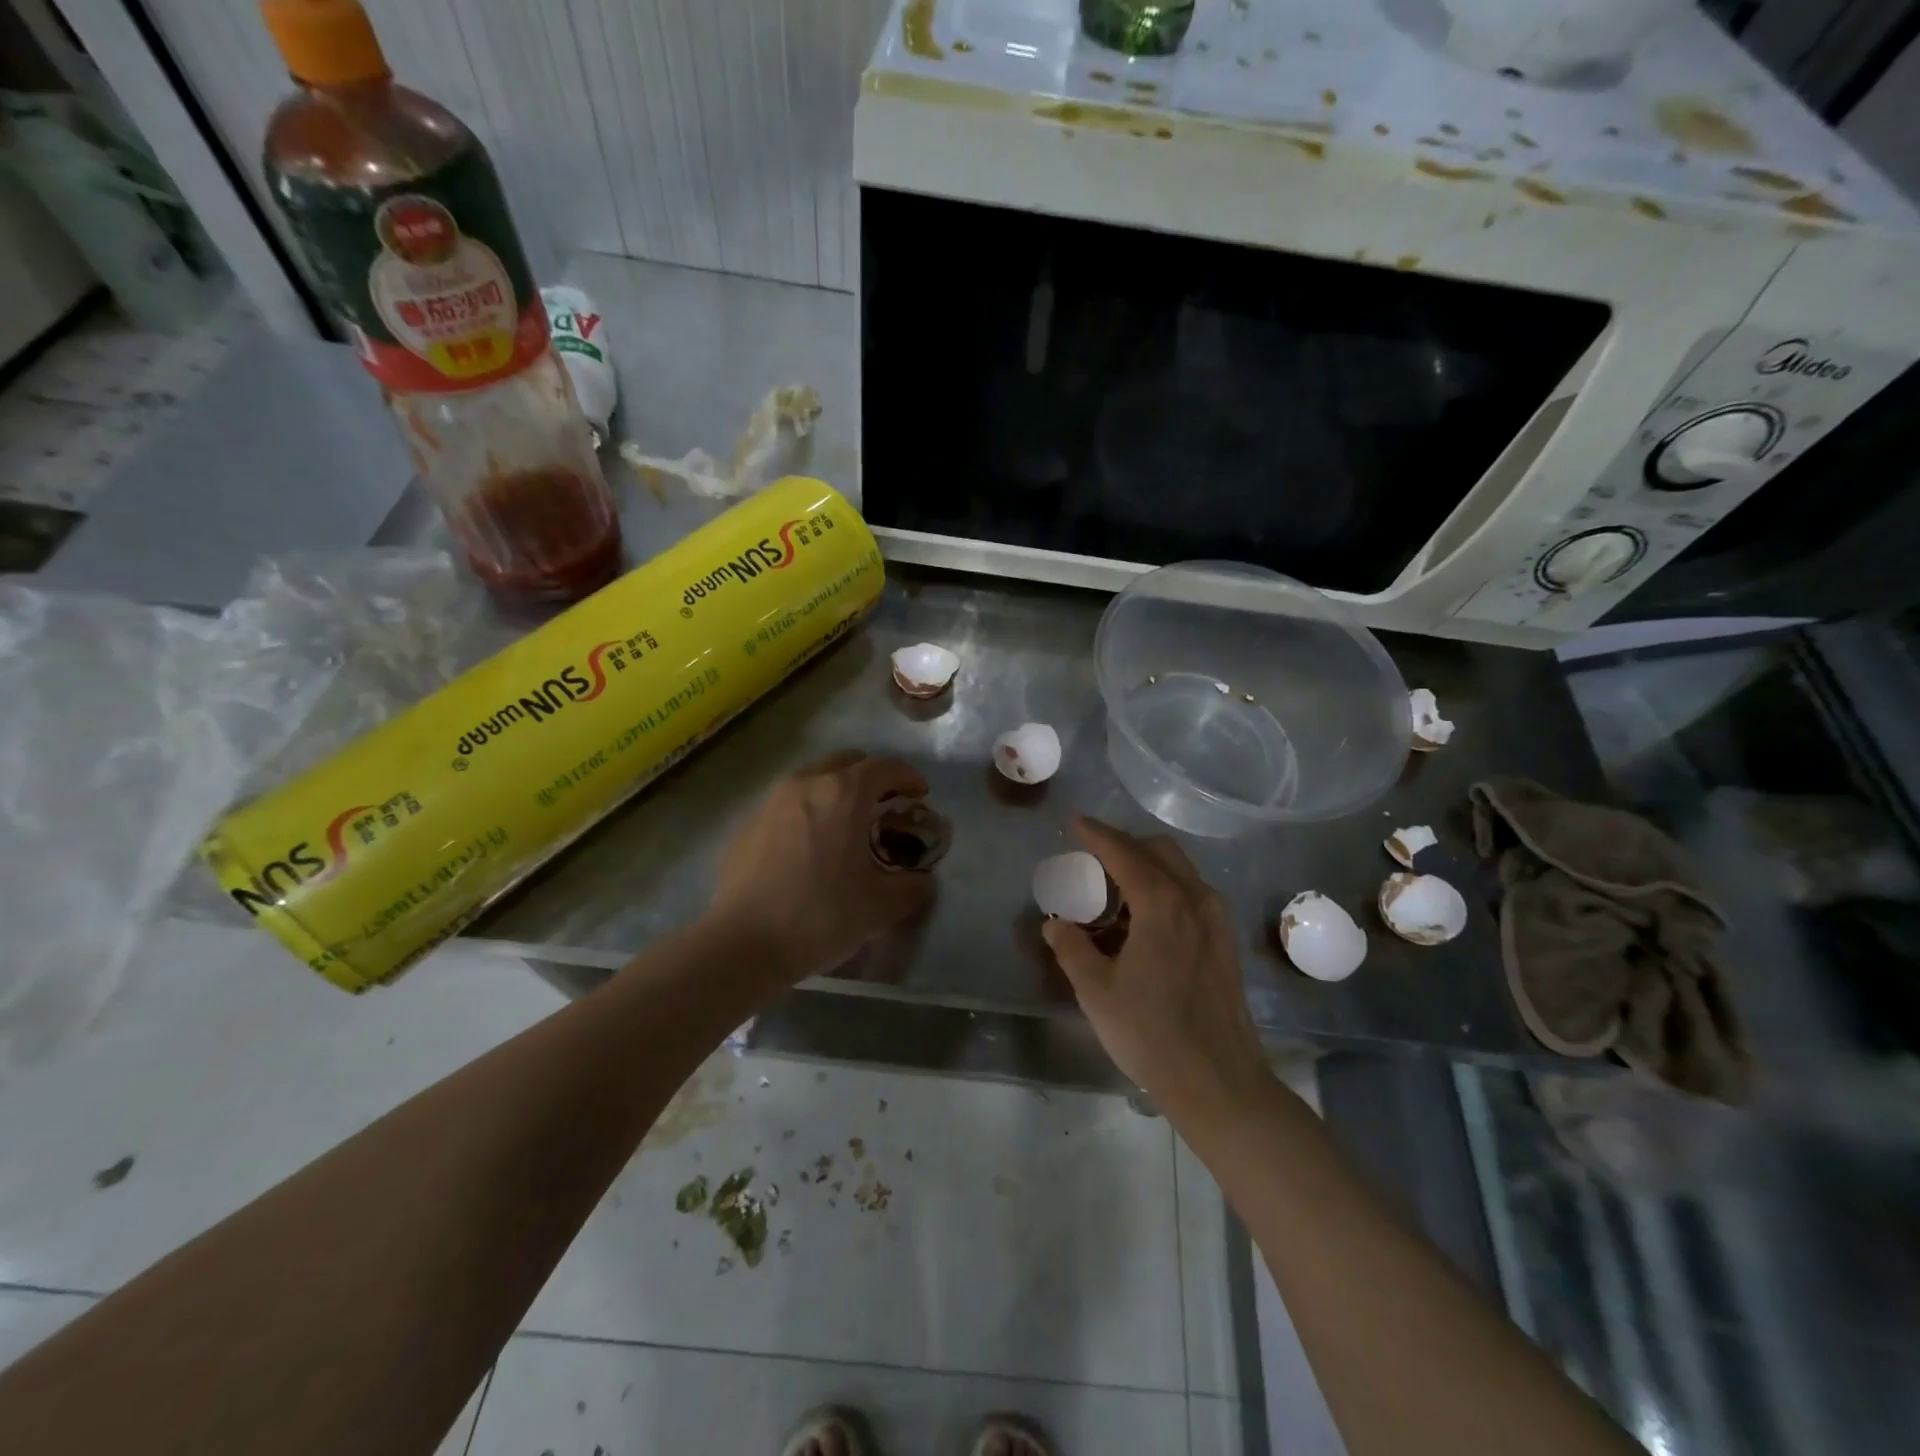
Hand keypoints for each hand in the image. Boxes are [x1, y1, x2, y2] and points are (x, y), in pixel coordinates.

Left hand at [707, 751, 935, 986]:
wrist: (742, 944)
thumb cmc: (820, 917)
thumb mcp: (880, 907)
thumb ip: (912, 887)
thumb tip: (922, 880)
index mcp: (842, 795)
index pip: (884, 767)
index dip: (908, 777)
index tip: (920, 796)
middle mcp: (806, 785)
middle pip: (845, 762)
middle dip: (871, 778)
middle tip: (885, 807)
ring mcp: (771, 803)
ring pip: (813, 779)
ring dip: (837, 792)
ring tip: (848, 826)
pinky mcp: (748, 826)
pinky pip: (788, 805)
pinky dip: (808, 813)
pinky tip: (811, 849)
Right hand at [1043, 817, 1272, 1117]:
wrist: (1218, 1081)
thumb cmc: (1150, 1033)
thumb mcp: (1096, 991)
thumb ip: (1071, 948)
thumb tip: (1054, 923)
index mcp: (1161, 904)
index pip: (1124, 852)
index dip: (1096, 833)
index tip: (1074, 823)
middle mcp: (1194, 899)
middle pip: (1158, 850)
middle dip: (1124, 844)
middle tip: (1092, 858)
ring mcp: (1216, 920)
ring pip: (1179, 870)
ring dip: (1146, 866)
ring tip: (1115, 891)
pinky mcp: (1225, 942)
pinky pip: (1192, 893)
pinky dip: (1165, 888)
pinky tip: (1145, 920)